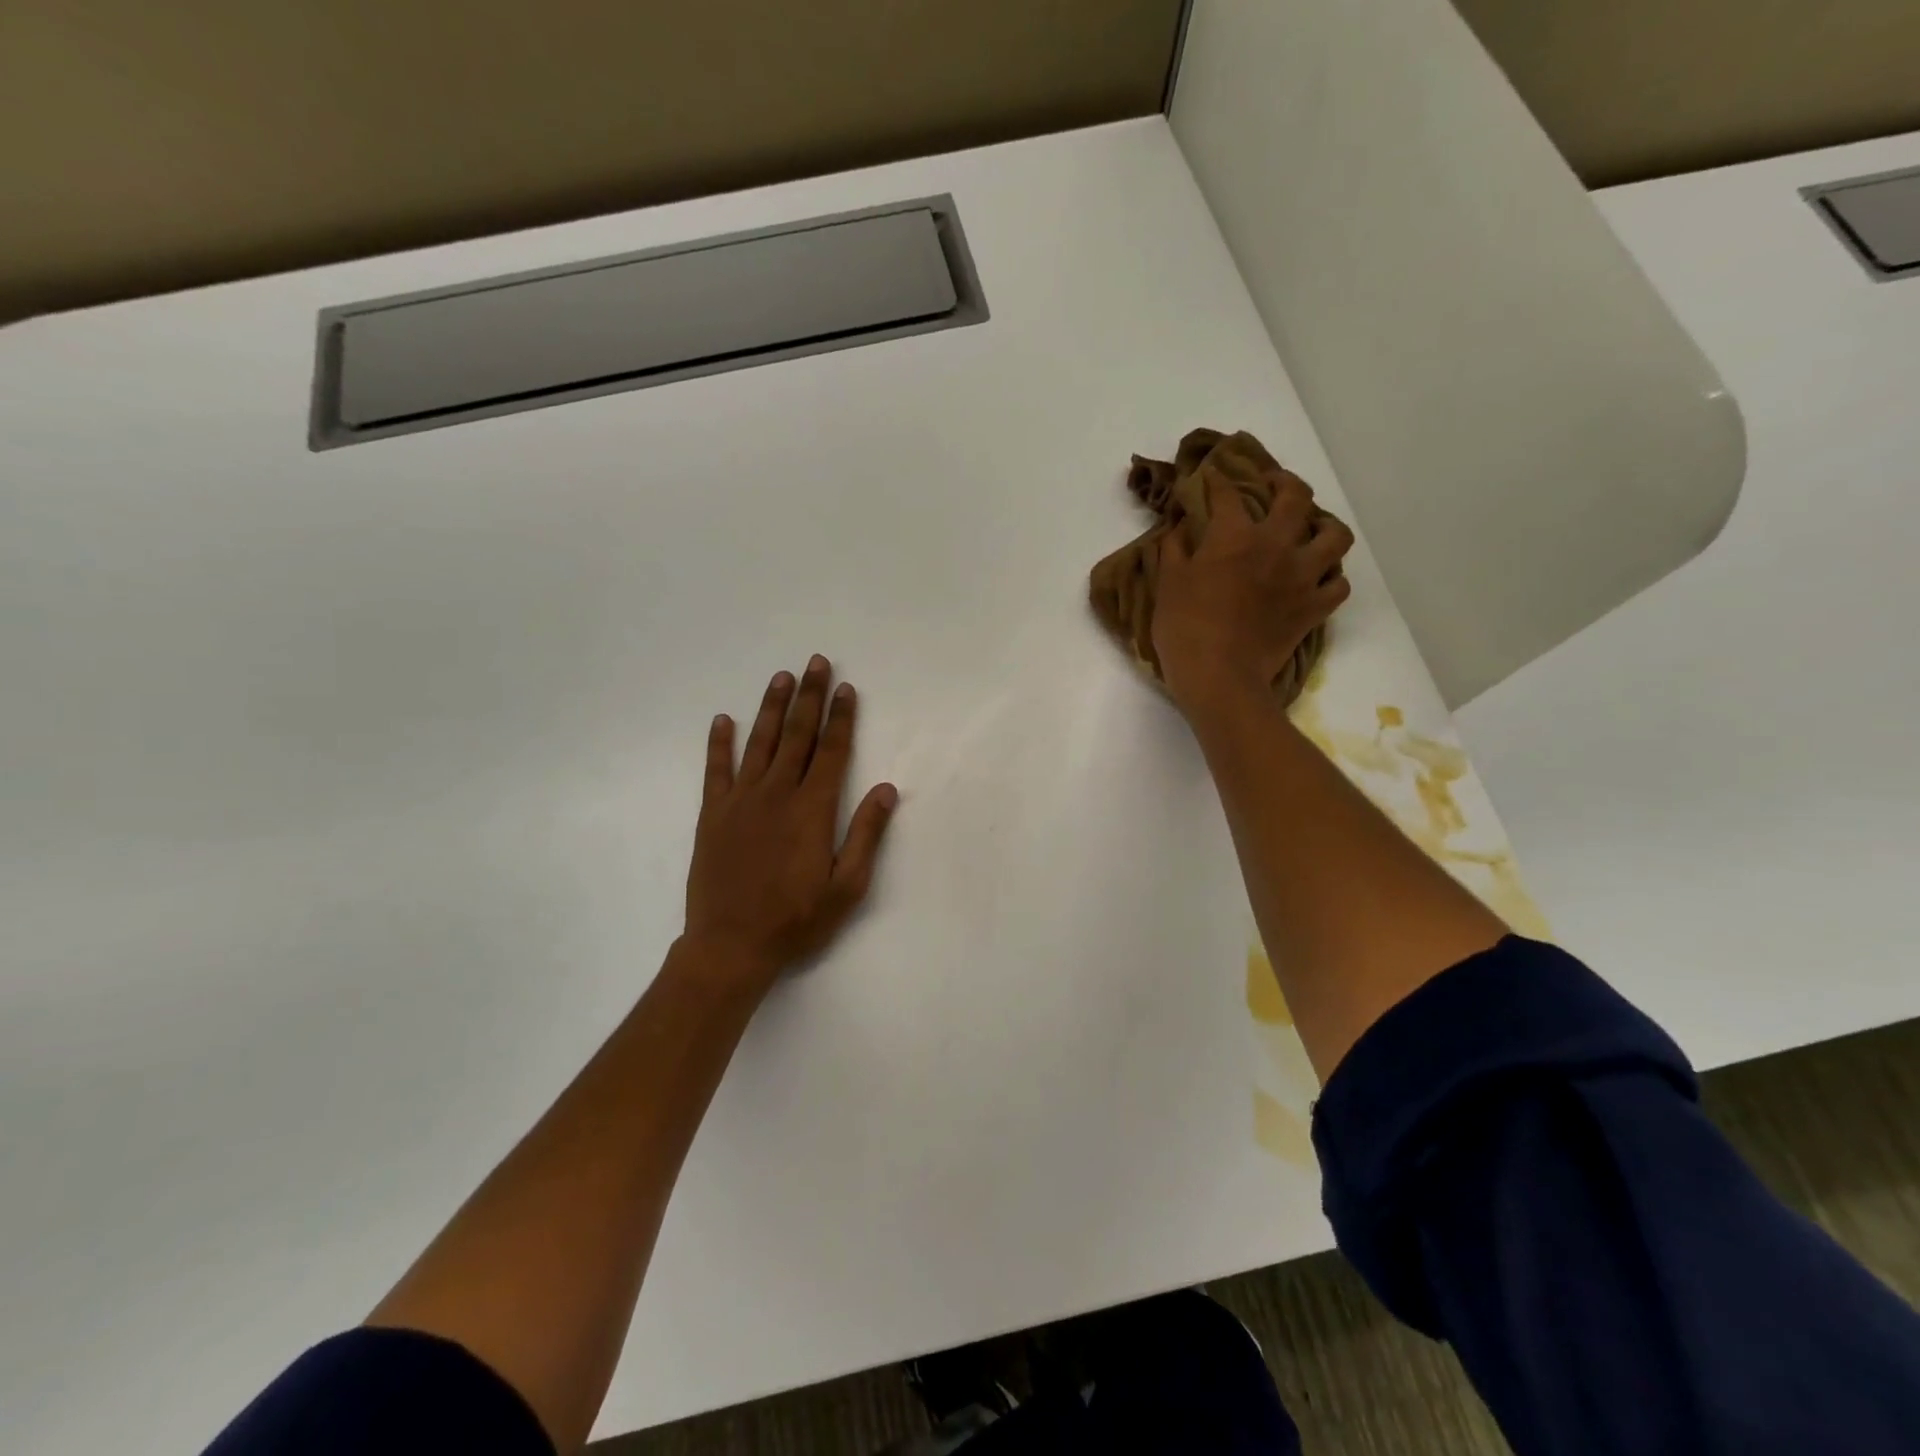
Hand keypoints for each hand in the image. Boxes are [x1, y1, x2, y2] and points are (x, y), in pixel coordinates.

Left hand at [683, 655, 899, 992]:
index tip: (846, 689)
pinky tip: (723, 719)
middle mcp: (777, 794)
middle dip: (809, 697)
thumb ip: (866, 835)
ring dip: (771, 708)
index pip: (832, 751)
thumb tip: (887, 789)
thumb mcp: (846, 887)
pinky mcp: (713, 815)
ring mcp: (741, 801)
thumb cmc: (796, 920)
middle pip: (797, 735)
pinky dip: (719, 743)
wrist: (730, 946)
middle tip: (815, 662)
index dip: (841, 718)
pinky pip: (715, 770)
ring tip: (780, 677)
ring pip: (759, 743)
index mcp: (812, 809)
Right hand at [1151, 470, 1353, 715]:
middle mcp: (1276, 546)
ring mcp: (1302, 576)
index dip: (1218, 481)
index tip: (1211, 477)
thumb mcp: (1167, 585)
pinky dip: (1331, 578)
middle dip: (1284, 482)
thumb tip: (1180, 526)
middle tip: (1274, 486)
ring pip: (1335, 536)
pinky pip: (1339, 585)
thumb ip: (1174, 549)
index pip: (1228, 494)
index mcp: (1235, 537)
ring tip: (1313, 529)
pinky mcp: (1314, 608)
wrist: (1219, 677)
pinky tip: (1318, 579)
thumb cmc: (1185, 629)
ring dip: (1325, 526)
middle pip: (1296, 497)